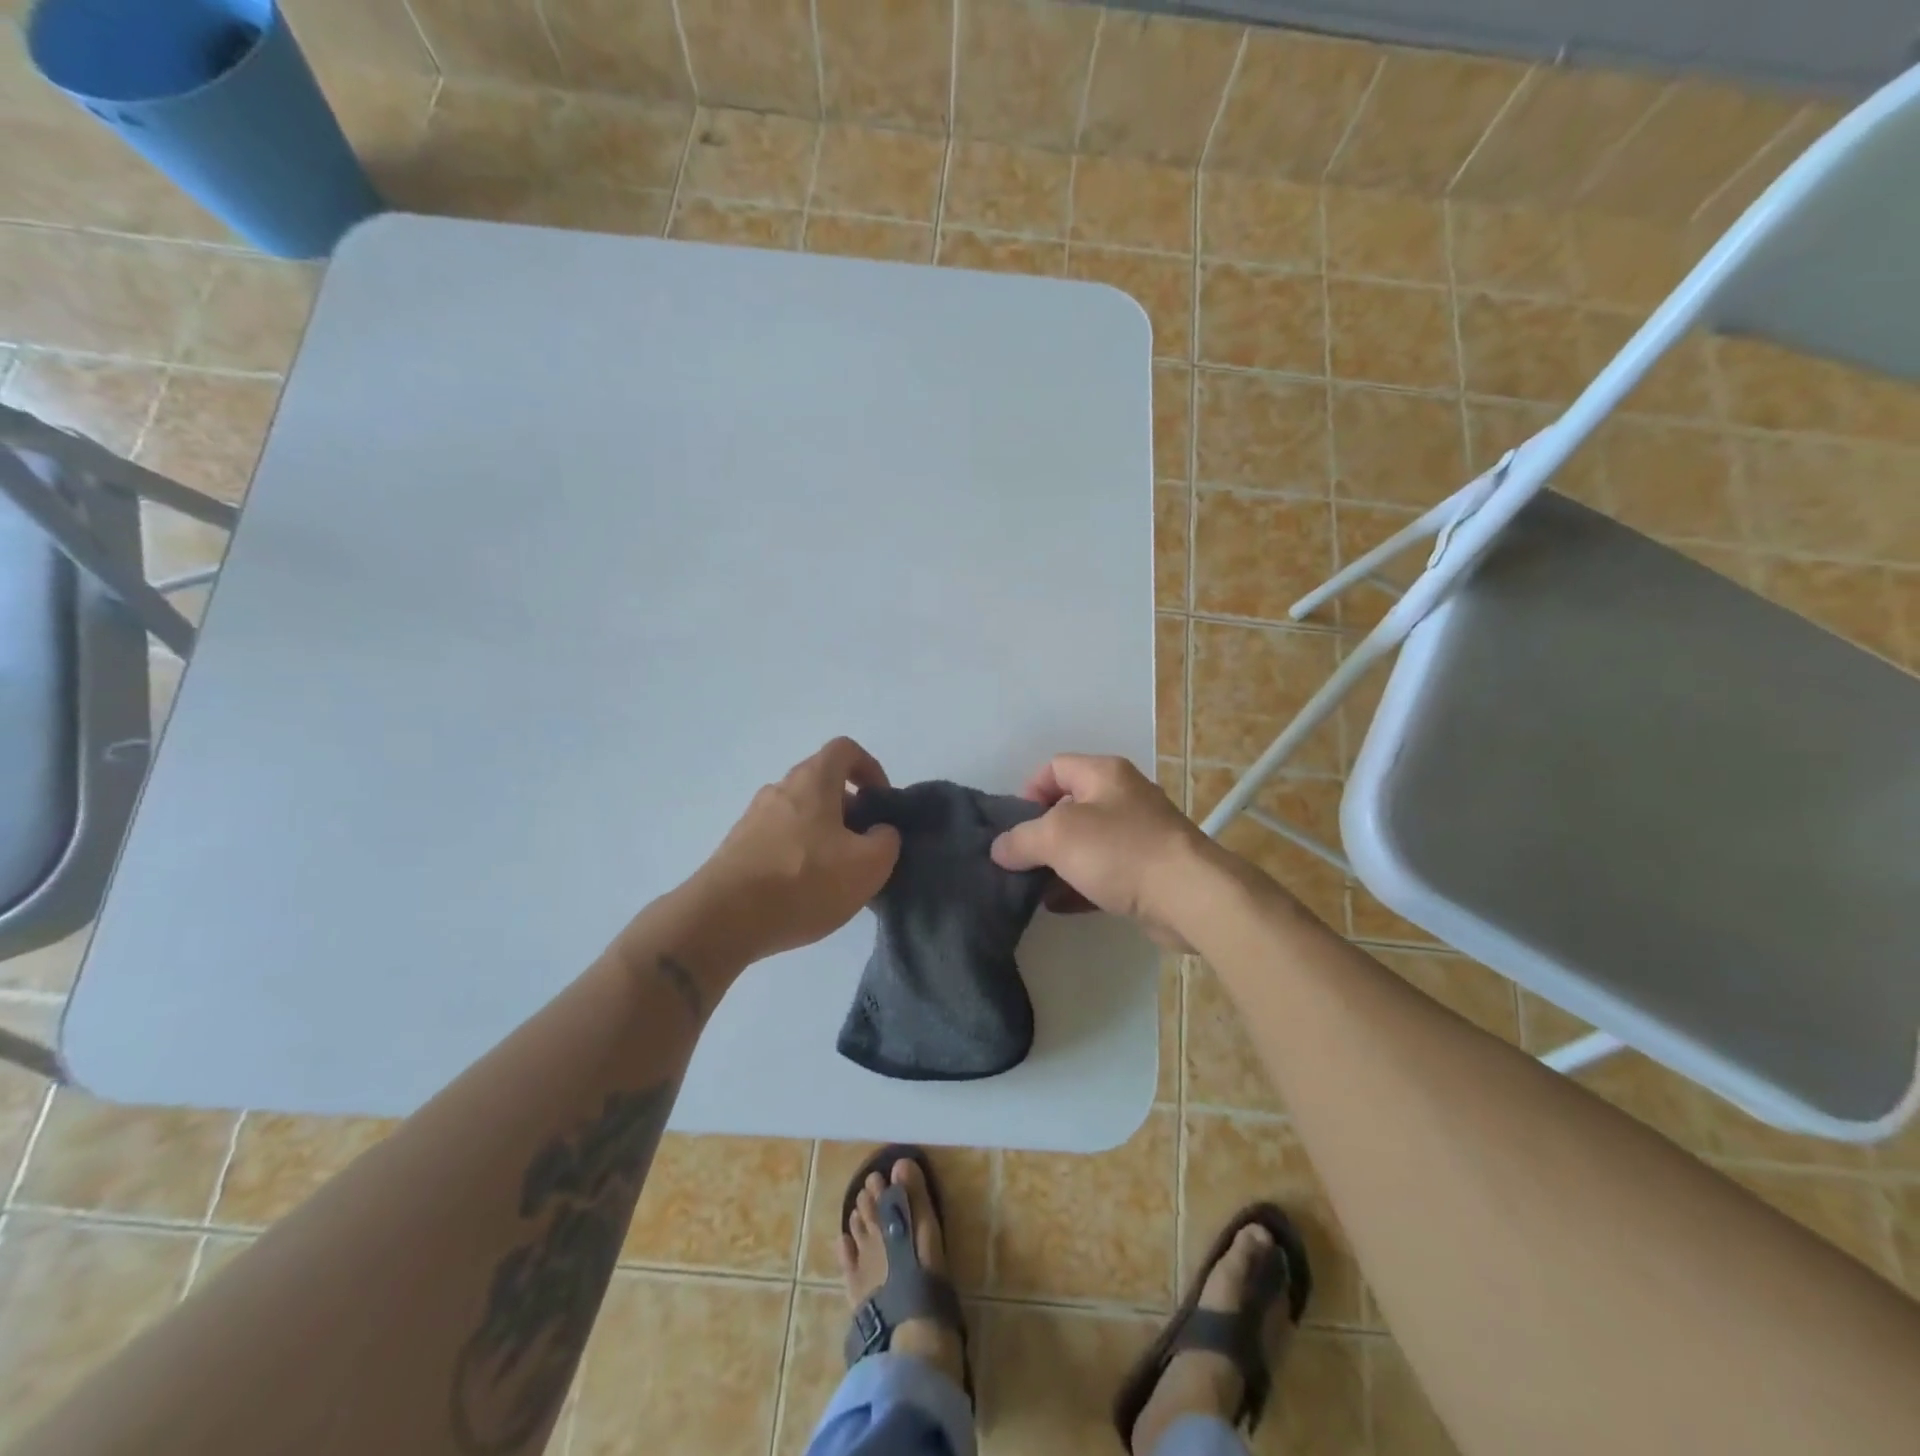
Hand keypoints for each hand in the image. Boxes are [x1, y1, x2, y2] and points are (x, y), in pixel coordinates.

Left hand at [686, 737, 901, 964]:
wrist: (722, 920)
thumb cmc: (803, 882)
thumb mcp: (869, 866)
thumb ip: (886, 841)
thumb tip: (880, 832)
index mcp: (813, 781)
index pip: (845, 750)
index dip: (870, 768)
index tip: (881, 802)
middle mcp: (779, 789)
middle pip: (821, 783)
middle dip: (849, 809)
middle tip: (863, 846)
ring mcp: (753, 818)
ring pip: (799, 814)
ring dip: (823, 834)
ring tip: (835, 876)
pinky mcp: (737, 848)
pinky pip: (778, 840)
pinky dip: (797, 855)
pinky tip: (803, 892)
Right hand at [989, 755, 1221, 950]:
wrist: (1190, 896)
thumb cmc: (1121, 851)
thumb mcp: (1058, 836)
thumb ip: (1021, 839)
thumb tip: (1000, 849)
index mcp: (1104, 774)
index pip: (1055, 767)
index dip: (1029, 791)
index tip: (1015, 826)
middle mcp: (1123, 797)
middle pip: (1069, 807)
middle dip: (1040, 833)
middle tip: (1019, 859)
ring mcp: (1139, 835)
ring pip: (1086, 844)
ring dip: (1057, 864)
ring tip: (1031, 887)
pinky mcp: (1147, 871)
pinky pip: (1103, 873)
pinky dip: (1079, 885)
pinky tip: (1057, 905)